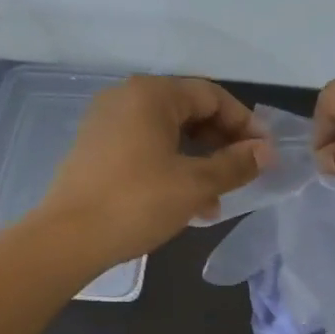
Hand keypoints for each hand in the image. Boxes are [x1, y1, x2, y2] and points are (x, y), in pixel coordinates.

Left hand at [38, 75, 268, 266]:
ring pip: (168, 134)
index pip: (211, 96)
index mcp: (151, 94)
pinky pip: (145, 148)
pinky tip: (187, 203)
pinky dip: (171, 167)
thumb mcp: (195, 184)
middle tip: (245, 172)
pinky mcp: (95, 149)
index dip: (244, 123)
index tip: (265, 152)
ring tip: (217, 199)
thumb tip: (266, 151)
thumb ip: (235, 164)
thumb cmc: (137, 202)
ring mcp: (106, 123)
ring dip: (199, 161)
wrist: (67, 239)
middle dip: (221, 143)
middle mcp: (126, 98)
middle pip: (188, 111)